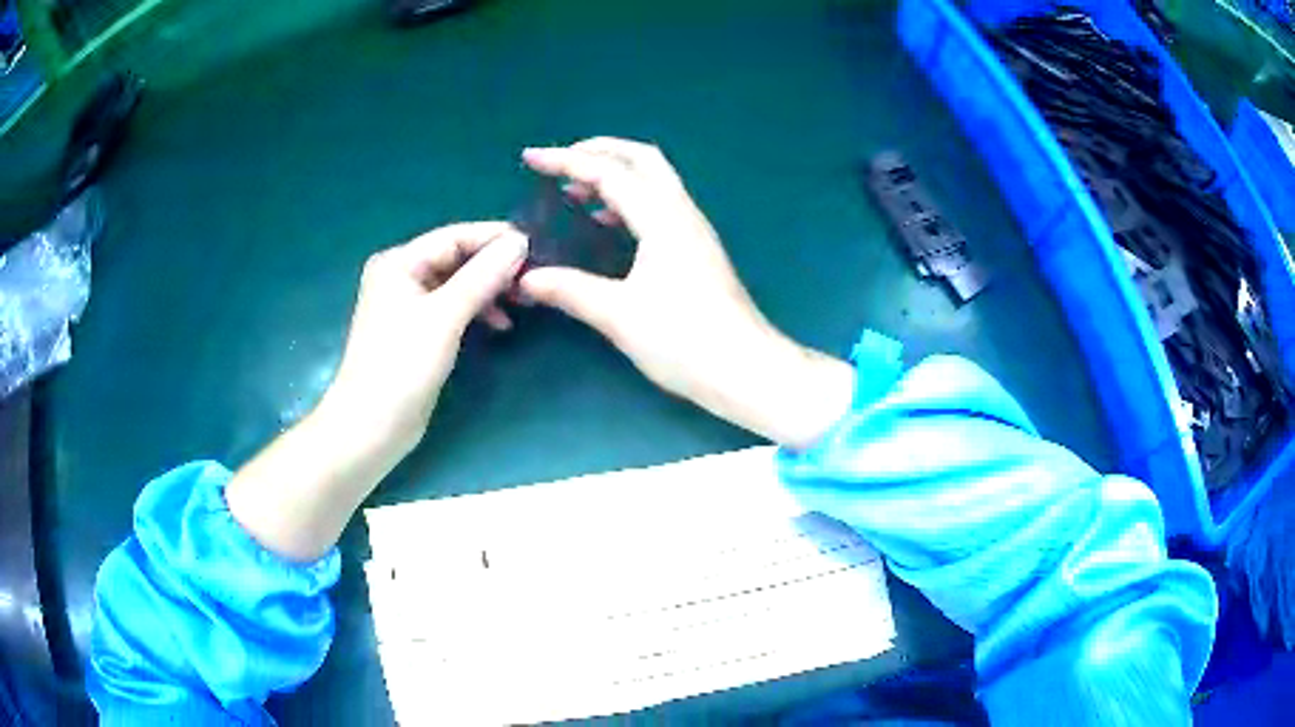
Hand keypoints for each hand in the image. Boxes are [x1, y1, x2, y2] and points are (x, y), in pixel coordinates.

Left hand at [321, 221, 528, 455]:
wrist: (372, 425)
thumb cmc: (402, 365)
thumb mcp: (444, 316)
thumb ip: (482, 276)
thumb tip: (519, 242)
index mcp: (399, 262)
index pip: (454, 237)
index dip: (494, 238)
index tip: (535, 246)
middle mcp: (401, 275)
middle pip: (456, 258)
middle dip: (493, 266)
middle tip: (532, 278)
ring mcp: (408, 304)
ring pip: (457, 284)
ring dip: (488, 290)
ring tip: (522, 302)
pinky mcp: (417, 330)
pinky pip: (453, 307)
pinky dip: (476, 311)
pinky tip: (500, 324)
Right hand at [518, 138, 853, 448]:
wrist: (746, 369)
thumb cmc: (685, 340)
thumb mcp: (619, 316)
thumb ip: (570, 290)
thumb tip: (526, 278)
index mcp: (661, 219)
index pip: (609, 173)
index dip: (566, 161)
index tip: (530, 158)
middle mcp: (681, 213)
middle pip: (641, 159)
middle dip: (599, 152)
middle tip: (560, 164)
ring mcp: (693, 230)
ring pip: (653, 181)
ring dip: (614, 176)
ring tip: (574, 192)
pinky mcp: (697, 250)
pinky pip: (658, 206)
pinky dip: (627, 202)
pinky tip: (606, 225)